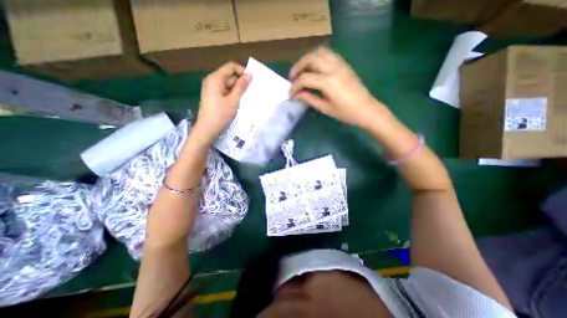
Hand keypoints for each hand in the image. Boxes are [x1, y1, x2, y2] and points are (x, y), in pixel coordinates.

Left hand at [193, 60, 249, 145]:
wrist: (207, 129)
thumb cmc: (221, 114)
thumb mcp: (233, 100)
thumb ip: (241, 86)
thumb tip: (249, 75)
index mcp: (215, 78)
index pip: (230, 67)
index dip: (242, 71)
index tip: (251, 80)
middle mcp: (211, 81)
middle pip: (229, 77)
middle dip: (240, 83)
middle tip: (250, 93)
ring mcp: (211, 89)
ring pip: (227, 85)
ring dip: (236, 91)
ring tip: (245, 100)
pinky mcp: (212, 97)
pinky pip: (224, 92)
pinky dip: (231, 96)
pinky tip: (237, 103)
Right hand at [290, 47, 392, 127]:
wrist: (367, 110)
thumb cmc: (347, 113)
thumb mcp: (326, 109)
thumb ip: (310, 99)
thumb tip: (298, 94)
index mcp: (328, 82)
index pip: (305, 78)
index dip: (295, 86)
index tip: (290, 94)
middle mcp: (334, 68)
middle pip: (310, 58)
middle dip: (298, 67)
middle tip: (293, 78)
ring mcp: (340, 64)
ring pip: (319, 52)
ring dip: (307, 60)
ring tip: (302, 71)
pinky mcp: (344, 65)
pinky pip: (328, 54)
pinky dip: (318, 58)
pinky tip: (315, 69)